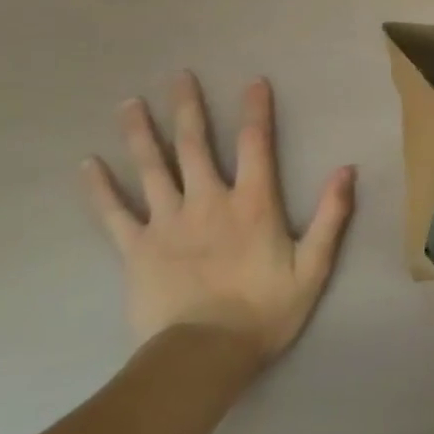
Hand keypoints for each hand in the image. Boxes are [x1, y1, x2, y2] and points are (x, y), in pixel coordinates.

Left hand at [80, 71, 355, 360]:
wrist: (202, 357)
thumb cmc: (264, 311)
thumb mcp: (313, 266)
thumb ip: (330, 215)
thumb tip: (347, 169)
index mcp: (252, 203)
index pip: (255, 144)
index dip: (256, 110)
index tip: (253, 80)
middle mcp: (208, 201)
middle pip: (194, 145)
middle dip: (188, 108)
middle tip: (178, 76)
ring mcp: (167, 223)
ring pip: (152, 169)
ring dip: (141, 133)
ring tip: (128, 103)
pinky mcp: (136, 249)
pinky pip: (114, 214)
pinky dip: (100, 188)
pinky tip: (86, 165)